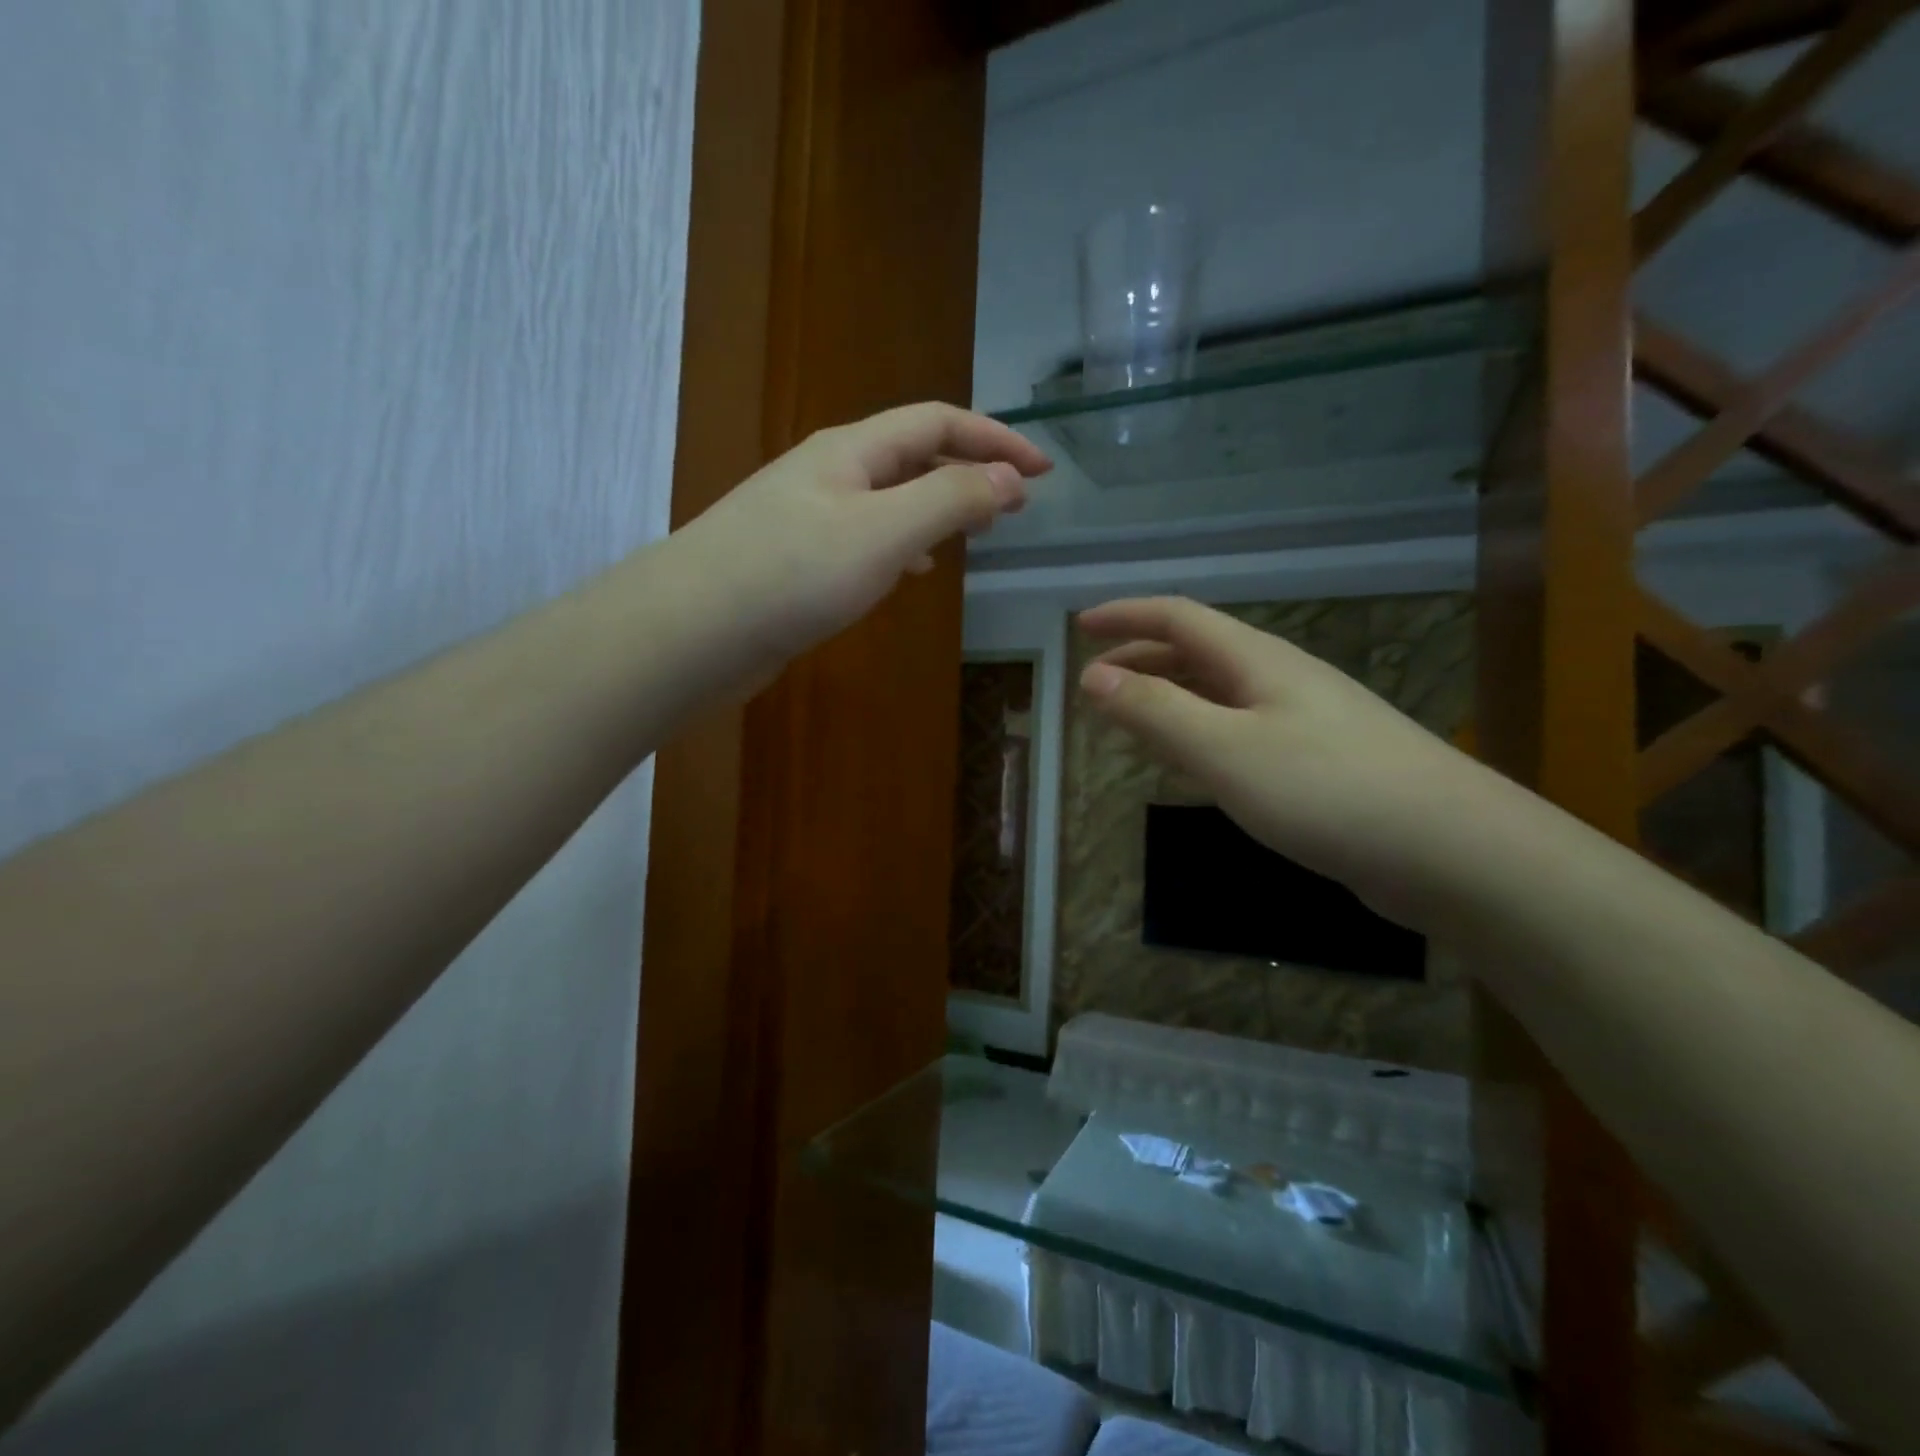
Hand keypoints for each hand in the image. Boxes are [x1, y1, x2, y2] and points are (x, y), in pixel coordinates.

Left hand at [679, 402, 1049, 669]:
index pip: (937, 422)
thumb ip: (950, 500)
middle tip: (1013, 504)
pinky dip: (900, 546)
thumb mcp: (884, 533)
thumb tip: (1008, 480)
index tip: (1043, 470)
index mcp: (850, 451)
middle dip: (968, 470)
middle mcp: (827, 473)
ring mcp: (804, 517)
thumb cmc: (791, 575)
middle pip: (910, 454)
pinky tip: (909, 572)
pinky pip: (863, 538)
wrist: (690, 631)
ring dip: (935, 507)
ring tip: (972, 534)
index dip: (994, 439)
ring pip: (887, 499)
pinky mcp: (792, 561)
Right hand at [1077, 596, 1513, 929]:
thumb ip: (1156, 712)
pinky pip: (1242, 731)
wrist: (1453, 850)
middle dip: (1142, 660)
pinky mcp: (1321, 763)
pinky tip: (1196, 764)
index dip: (1126, 616)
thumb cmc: (1328, 790)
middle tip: (1096, 683)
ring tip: (1132, 720)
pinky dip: (1201, 734)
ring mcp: (1307, 720)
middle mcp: (1281, 679)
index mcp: (1257, 661)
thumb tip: (1092, 676)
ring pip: (1220, 694)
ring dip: (1170, 698)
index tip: (1080, 627)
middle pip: (1199, 653)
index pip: (1179, 618)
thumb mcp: (1225, 750)